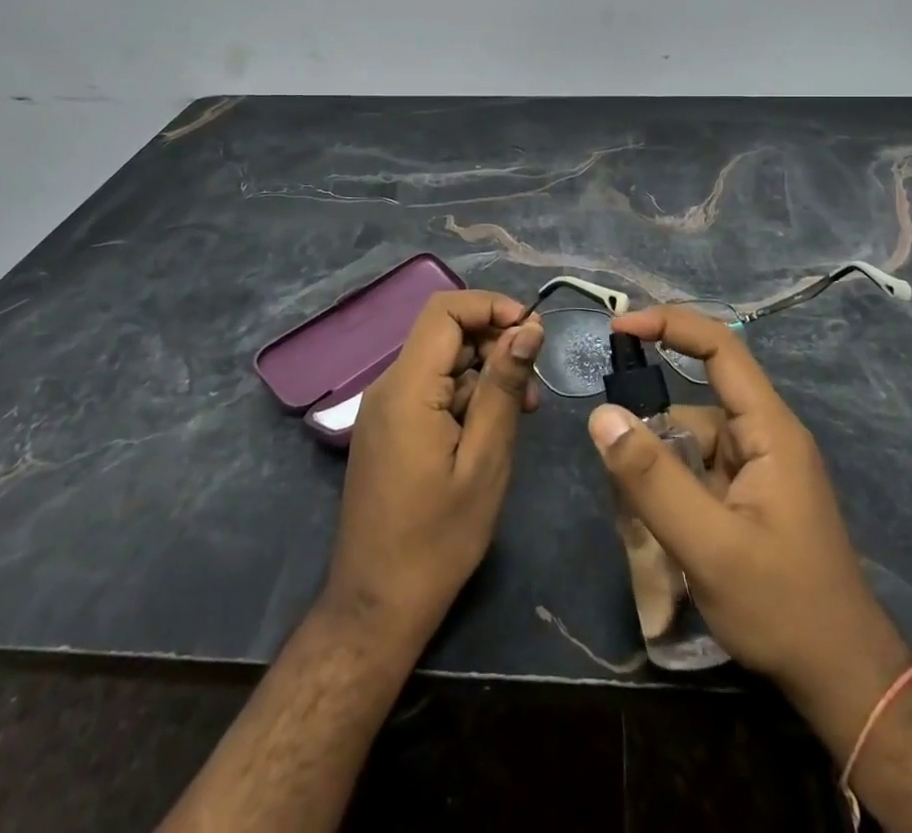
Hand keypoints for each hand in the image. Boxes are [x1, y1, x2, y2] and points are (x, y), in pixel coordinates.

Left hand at [323, 291, 544, 649]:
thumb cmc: (438, 538)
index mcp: (407, 387)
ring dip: (485, 374)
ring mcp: (385, 407)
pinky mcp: (389, 427)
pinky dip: (466, 396)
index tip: (532, 333)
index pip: (445, 310)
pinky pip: (432, 389)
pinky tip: (490, 431)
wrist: (378, 604)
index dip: (491, 306)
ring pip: (442, 361)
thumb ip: (504, 386)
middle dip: (494, 344)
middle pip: (445, 333)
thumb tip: (528, 327)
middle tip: (532, 388)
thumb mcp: (485, 459)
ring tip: (521, 414)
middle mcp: (388, 386)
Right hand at [587, 306, 910, 719]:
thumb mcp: (710, 547)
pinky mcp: (748, 497)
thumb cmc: (785, 608)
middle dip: (650, 436)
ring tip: (642, 528)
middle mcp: (763, 437)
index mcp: (768, 430)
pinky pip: (696, 474)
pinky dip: (671, 494)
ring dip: (658, 474)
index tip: (619, 326)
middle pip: (692, 406)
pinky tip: (661, 537)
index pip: (720, 348)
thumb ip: (653, 480)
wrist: (844, 680)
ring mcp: (757, 469)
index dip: (670, 325)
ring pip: (688, 445)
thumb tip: (602, 416)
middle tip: (619, 483)